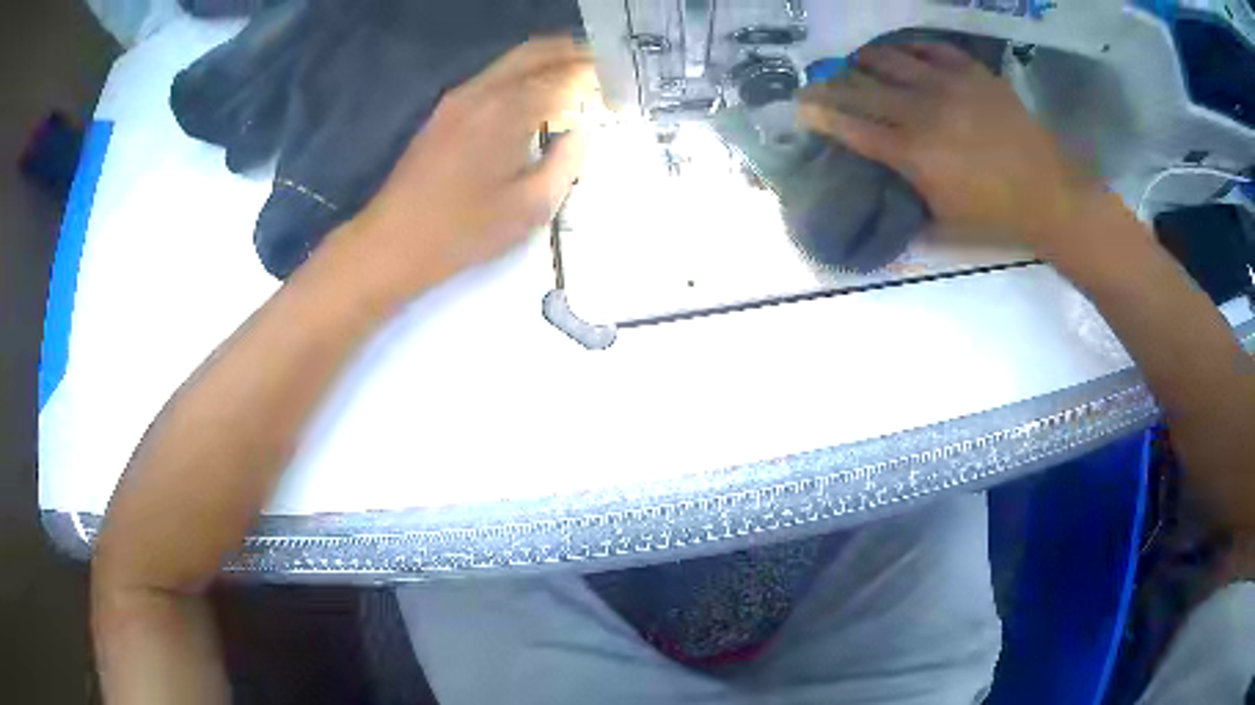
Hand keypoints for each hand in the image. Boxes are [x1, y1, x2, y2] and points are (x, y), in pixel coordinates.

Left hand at [345, 36, 597, 290]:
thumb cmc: (465, 231)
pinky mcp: (444, 112)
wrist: (393, 242)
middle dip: (574, 54)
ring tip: (576, 80)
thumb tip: (581, 133)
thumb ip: (567, 162)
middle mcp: (483, 91)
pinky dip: (522, 76)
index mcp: (508, 111)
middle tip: (603, 70)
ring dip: (547, 62)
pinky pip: (493, 77)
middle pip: (537, 52)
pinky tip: (534, 98)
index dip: (597, 77)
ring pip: (512, 61)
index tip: (619, 88)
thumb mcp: (531, 207)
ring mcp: (458, 98)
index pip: (565, 75)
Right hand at [799, 43, 1103, 254]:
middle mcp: (923, 111)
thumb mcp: (944, 226)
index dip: (820, 115)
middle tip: (819, 84)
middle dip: (831, 85)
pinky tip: (902, 53)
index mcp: (913, 155)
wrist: (1051, 196)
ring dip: (864, 61)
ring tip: (856, 63)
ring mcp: (949, 85)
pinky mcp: (973, 72)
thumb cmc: (997, 220)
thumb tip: (880, 192)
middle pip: (861, 88)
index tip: (801, 108)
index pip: (851, 127)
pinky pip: (930, 47)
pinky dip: (909, 48)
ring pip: (889, 59)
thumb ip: (906, 204)